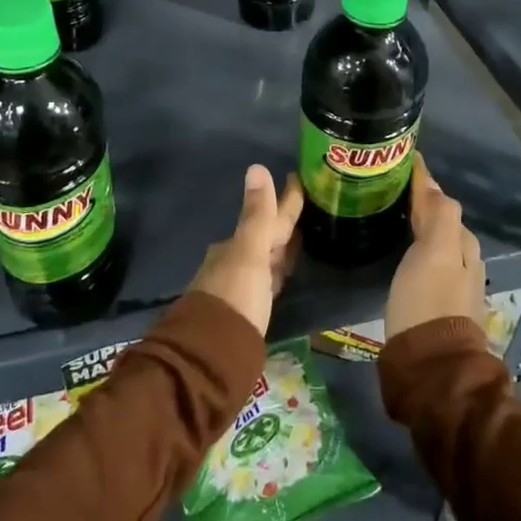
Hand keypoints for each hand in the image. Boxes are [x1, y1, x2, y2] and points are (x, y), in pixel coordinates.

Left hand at [189, 165, 303, 335]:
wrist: (212, 354)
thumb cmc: (234, 297)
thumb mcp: (249, 253)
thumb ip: (257, 215)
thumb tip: (256, 166)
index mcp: (235, 246)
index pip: (265, 217)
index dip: (285, 200)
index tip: (298, 179)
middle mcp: (234, 262)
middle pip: (264, 237)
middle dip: (283, 222)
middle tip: (308, 205)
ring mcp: (240, 287)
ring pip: (266, 258)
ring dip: (281, 246)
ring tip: (301, 234)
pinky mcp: (248, 311)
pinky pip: (267, 279)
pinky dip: (278, 270)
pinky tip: (284, 272)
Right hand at [385, 156, 484, 339]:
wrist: (431, 365)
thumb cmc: (428, 303)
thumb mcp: (435, 252)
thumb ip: (438, 215)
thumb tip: (431, 181)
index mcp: (463, 244)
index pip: (442, 201)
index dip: (422, 182)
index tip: (400, 163)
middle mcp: (465, 261)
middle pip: (442, 221)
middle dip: (420, 202)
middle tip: (388, 188)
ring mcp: (453, 285)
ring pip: (436, 242)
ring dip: (418, 225)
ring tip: (390, 215)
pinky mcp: (438, 304)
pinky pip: (428, 261)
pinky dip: (416, 247)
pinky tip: (400, 251)